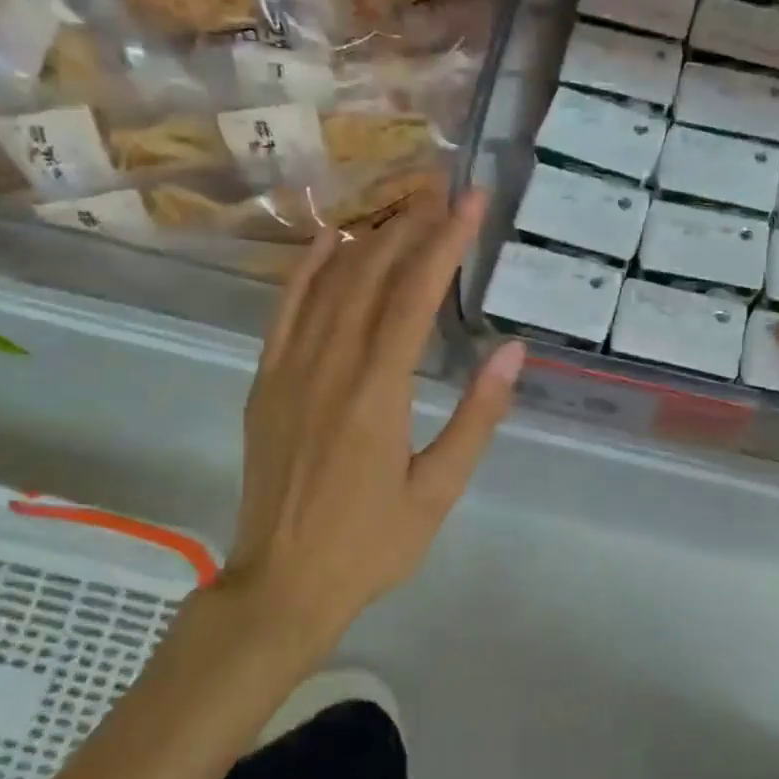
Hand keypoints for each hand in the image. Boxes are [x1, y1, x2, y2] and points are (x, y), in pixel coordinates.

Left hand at [191, 190, 524, 671]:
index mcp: (377, 393)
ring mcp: (288, 370)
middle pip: (371, 275)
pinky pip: (285, 311)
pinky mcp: (266, 382)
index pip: (415, 295)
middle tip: (444, 194)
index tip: (473, 203)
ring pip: (329, 284)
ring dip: (368, 239)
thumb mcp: (439, 491)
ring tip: (403, 208)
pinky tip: (329, 242)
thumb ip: (476, 417)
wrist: (283, 584)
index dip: (446, 242)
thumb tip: (512, 351)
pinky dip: (307, 269)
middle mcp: (329, 366)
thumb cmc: (372, 544)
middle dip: (412, 227)